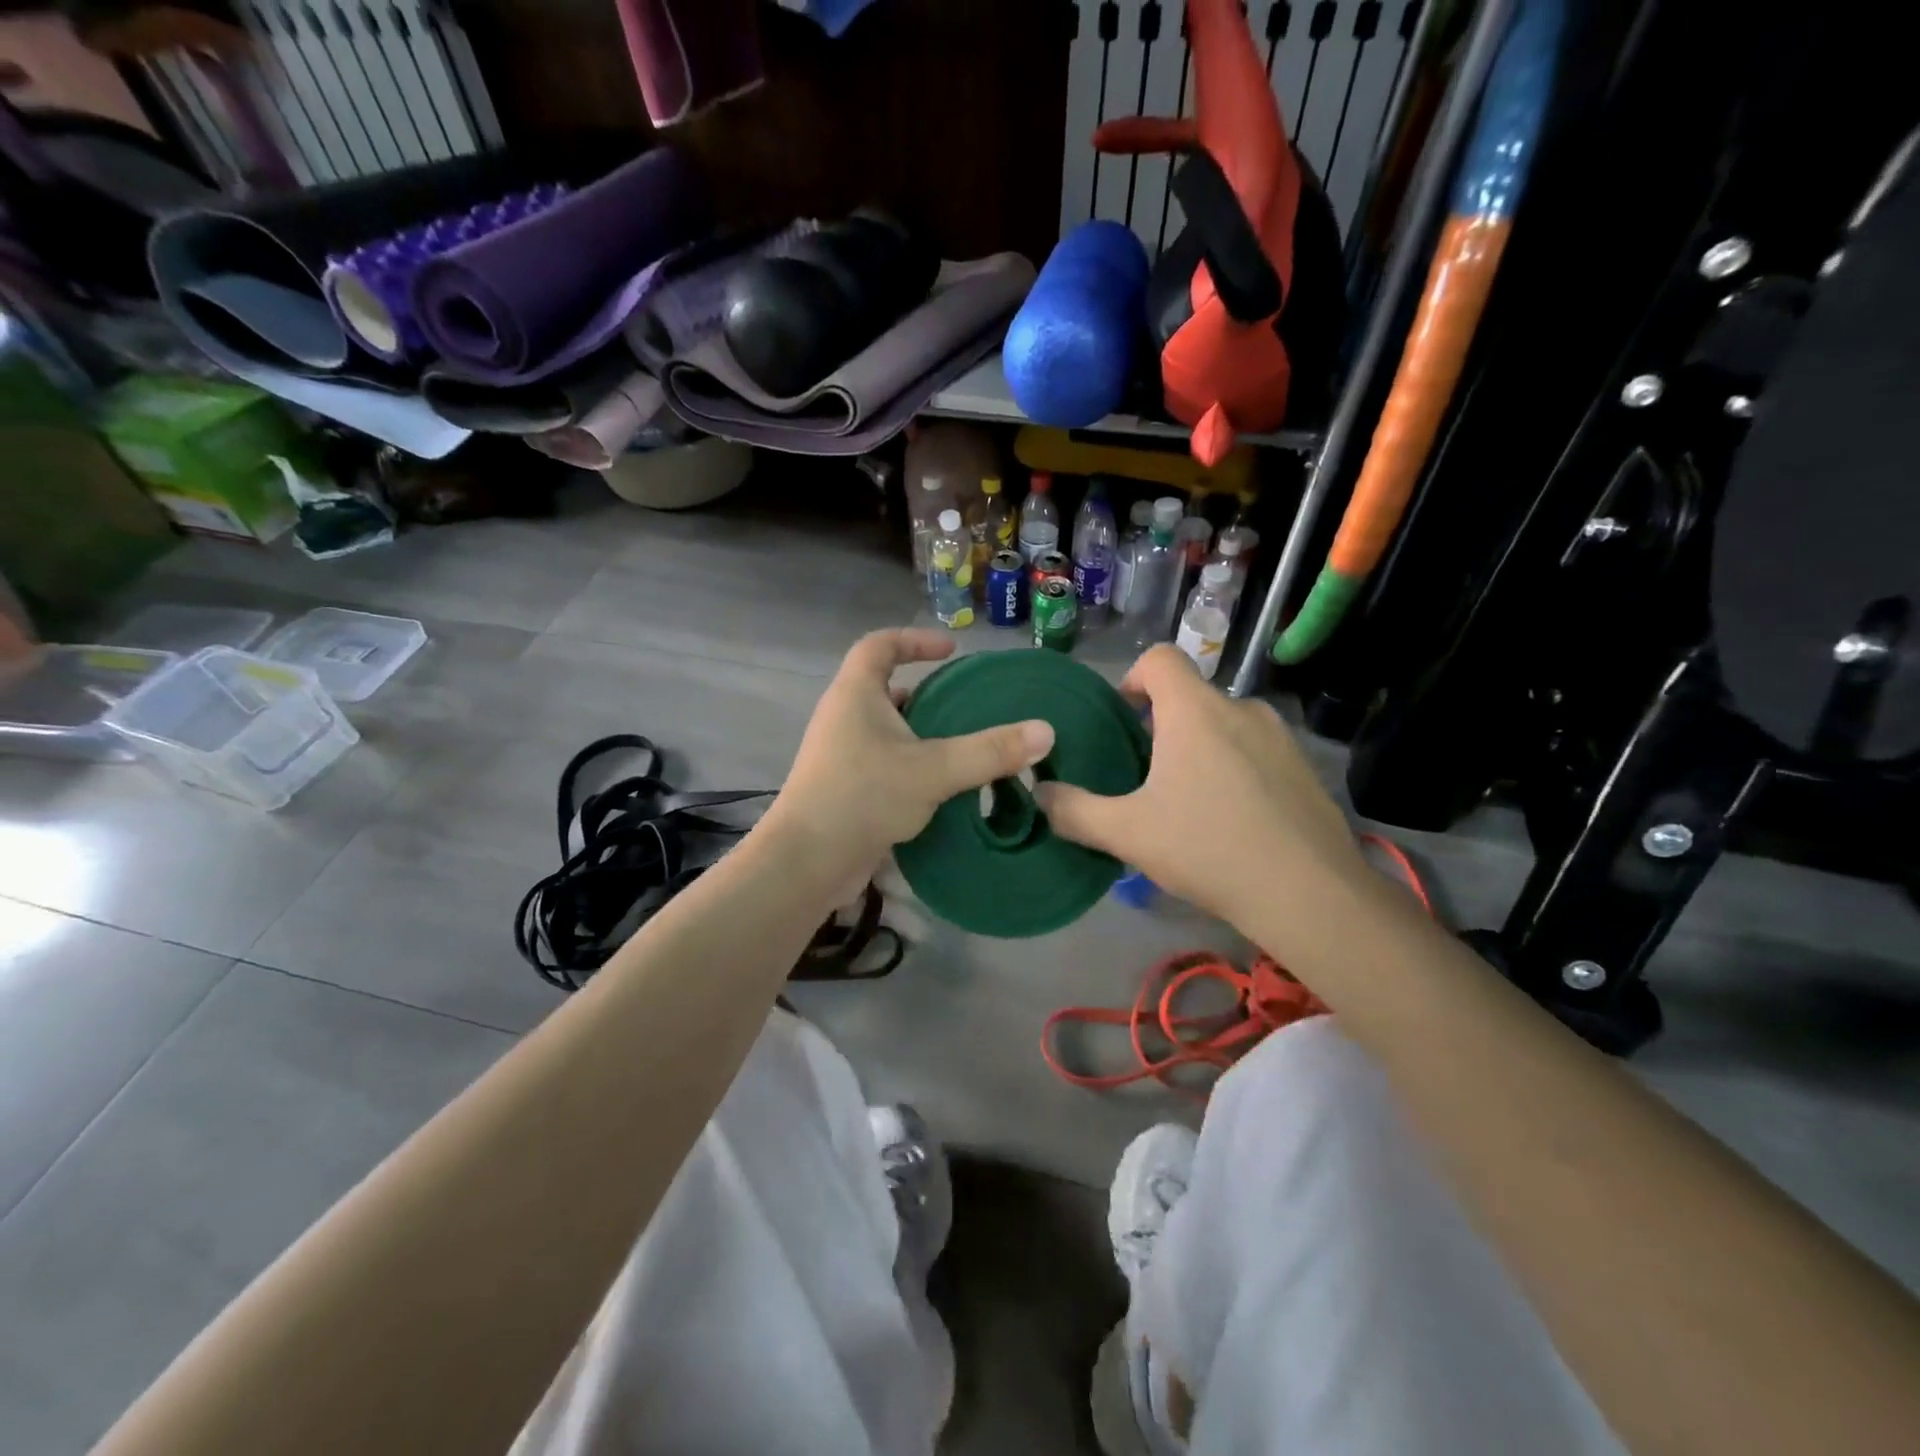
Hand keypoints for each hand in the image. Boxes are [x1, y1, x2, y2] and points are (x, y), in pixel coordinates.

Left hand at [764, 629, 1054, 892]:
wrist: (807, 862)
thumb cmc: (863, 797)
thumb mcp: (933, 769)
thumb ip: (989, 751)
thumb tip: (1046, 731)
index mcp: (855, 694)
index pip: (880, 645)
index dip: (914, 640)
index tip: (951, 651)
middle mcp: (843, 717)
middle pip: (885, 689)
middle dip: (927, 693)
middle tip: (968, 706)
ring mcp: (840, 755)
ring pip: (887, 731)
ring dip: (922, 734)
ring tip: (965, 747)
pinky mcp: (844, 788)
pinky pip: (884, 763)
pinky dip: (913, 766)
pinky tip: (943, 788)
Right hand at [1035, 646, 1370, 926]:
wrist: (1309, 894)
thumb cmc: (1208, 848)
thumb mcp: (1127, 834)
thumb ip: (1074, 811)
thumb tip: (1040, 794)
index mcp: (1195, 711)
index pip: (1160, 658)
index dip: (1133, 679)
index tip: (1123, 722)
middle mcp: (1241, 709)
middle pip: (1190, 696)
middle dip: (1162, 726)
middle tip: (1146, 776)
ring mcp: (1280, 737)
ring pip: (1224, 725)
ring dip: (1200, 748)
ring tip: (1189, 801)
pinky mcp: (1305, 768)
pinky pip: (1257, 751)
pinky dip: (1236, 769)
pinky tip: (1233, 820)